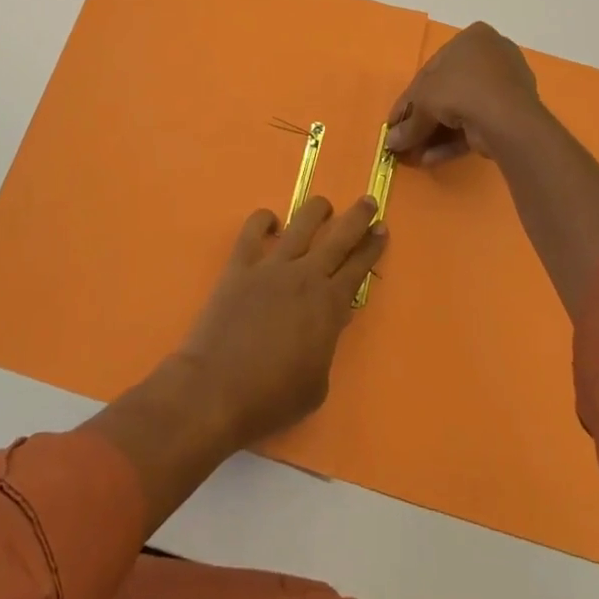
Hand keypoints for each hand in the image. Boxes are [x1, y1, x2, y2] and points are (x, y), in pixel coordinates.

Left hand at [176, 196, 387, 449]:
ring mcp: (271, 266)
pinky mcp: (240, 265)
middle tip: (369, 201)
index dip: (372, 247)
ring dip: (317, 210)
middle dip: (357, 217)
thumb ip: (327, 344)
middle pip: (338, 237)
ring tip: (324, 205)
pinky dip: (264, 220)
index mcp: (329, 306)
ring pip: (301, 223)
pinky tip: (272, 222)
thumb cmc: (271, 397)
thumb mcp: (317, 383)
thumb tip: (329, 319)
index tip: (382, 229)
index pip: (358, 267)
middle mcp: (305, 276)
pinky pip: (254, 230)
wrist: (216, 390)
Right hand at [386, 21, 549, 165]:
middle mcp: (491, 57)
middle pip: (447, 91)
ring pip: (462, 111)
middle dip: (425, 119)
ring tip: (415, 156)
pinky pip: (477, 123)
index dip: (410, 98)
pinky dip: (454, 141)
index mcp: (472, 38)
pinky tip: (432, 159)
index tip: (397, 121)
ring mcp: (505, 86)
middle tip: (406, 139)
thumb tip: (390, 142)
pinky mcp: (513, 114)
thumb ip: (408, 122)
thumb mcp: (423, 101)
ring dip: (436, 134)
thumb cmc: (459, 89)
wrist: (505, 118)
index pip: (432, 69)